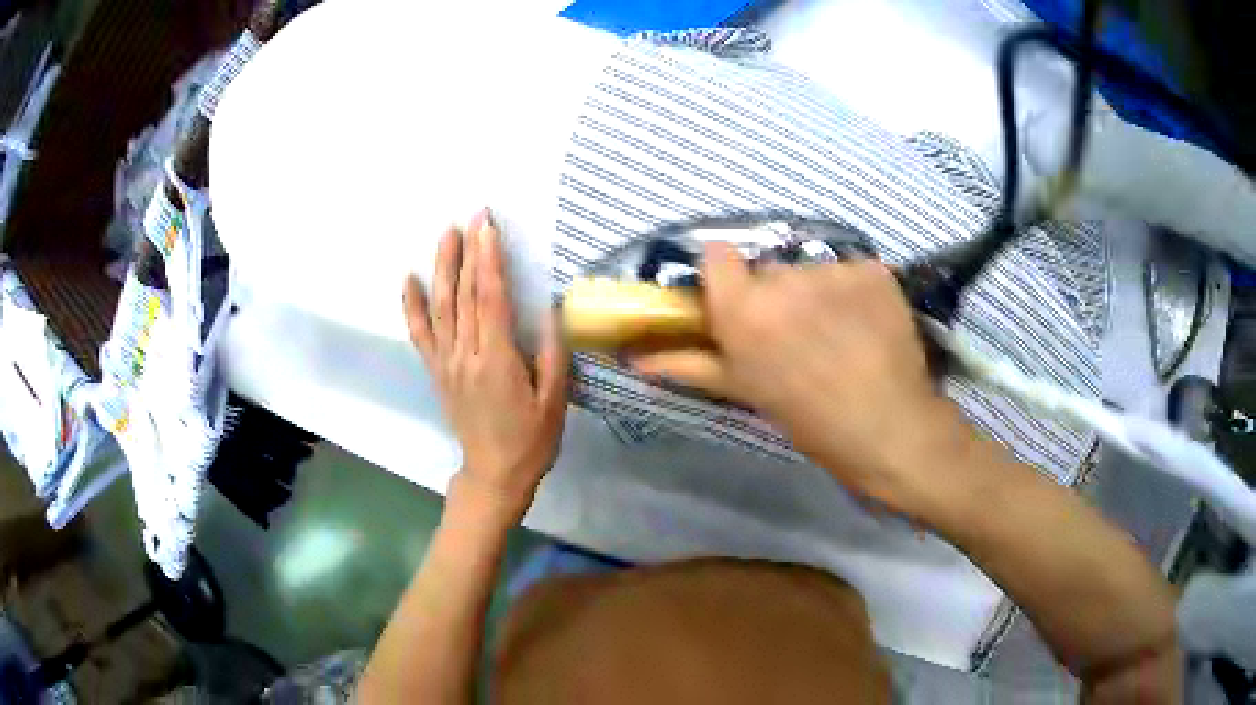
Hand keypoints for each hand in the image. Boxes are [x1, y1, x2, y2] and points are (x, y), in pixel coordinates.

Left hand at [403, 210, 569, 521]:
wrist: (493, 473)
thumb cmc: (531, 440)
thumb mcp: (555, 401)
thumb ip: (551, 354)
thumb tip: (548, 309)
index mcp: (497, 360)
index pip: (490, 298)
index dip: (489, 259)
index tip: (488, 226)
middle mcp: (466, 354)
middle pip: (463, 294)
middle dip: (468, 251)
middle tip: (472, 216)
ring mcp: (447, 362)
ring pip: (440, 306)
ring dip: (442, 267)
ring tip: (445, 234)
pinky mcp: (437, 371)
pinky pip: (420, 334)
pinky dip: (412, 306)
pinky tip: (409, 280)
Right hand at [631, 243, 968, 510]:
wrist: (891, 429)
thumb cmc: (812, 421)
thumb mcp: (747, 392)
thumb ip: (689, 364)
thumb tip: (635, 357)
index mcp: (744, 311)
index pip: (716, 256)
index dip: (726, 277)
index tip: (740, 303)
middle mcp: (784, 279)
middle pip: (768, 269)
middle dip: (775, 294)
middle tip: (797, 335)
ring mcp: (834, 271)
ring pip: (811, 271)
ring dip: (818, 294)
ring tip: (839, 335)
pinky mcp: (874, 269)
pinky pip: (851, 272)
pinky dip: (856, 293)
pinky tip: (867, 326)